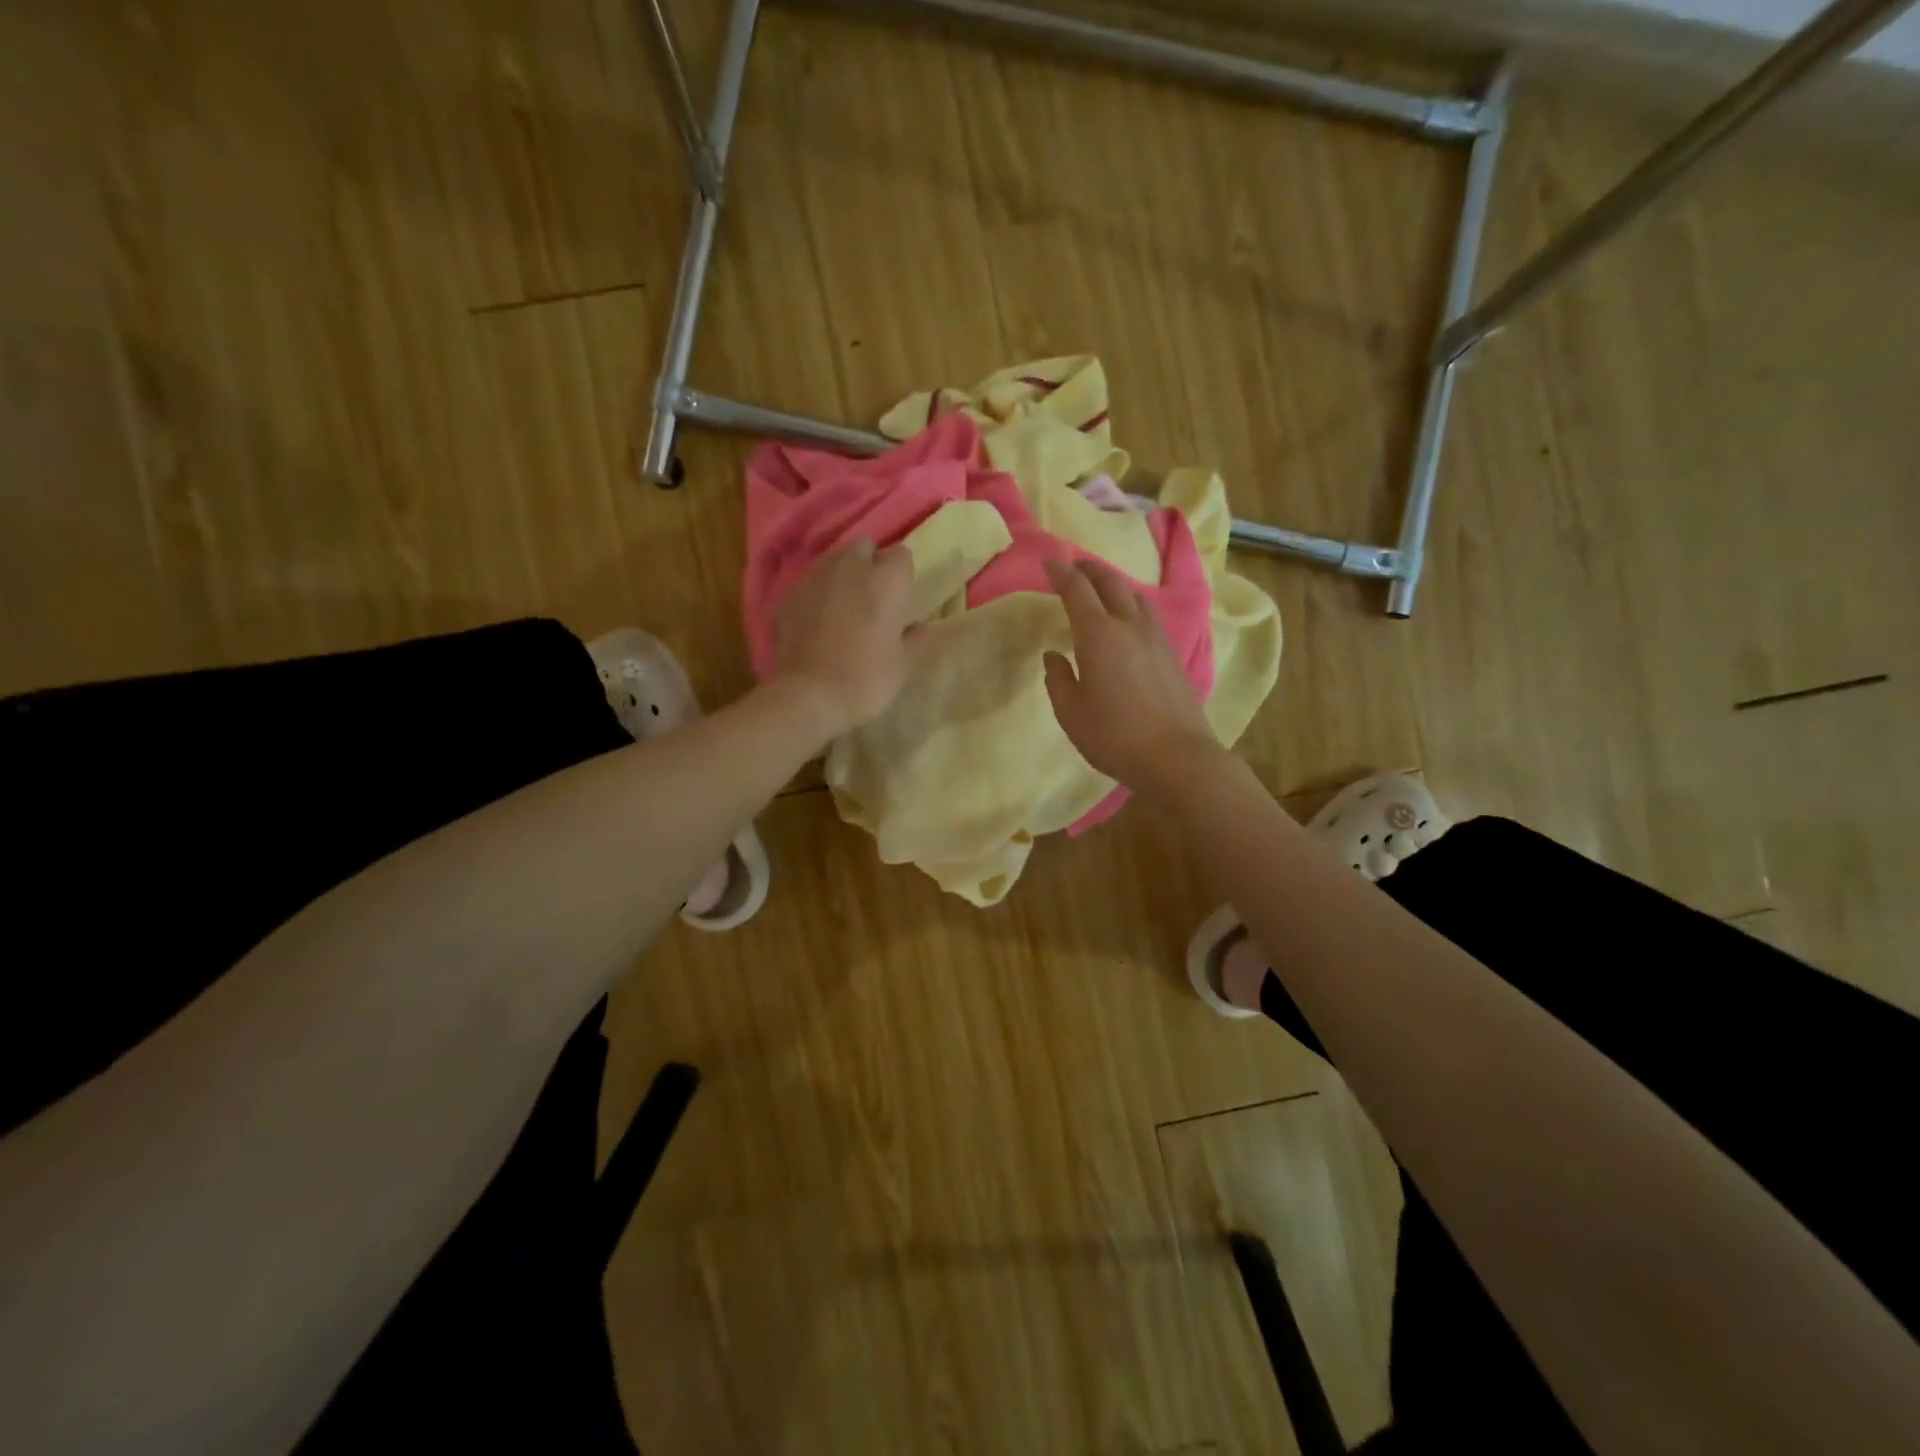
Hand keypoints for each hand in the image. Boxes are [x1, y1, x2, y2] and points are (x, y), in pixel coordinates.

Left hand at [772, 539, 919, 738]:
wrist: (809, 696)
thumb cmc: (866, 679)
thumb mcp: (904, 666)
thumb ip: (917, 640)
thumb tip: (921, 627)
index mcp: (886, 580)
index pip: (901, 555)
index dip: (901, 575)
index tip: (901, 598)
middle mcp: (850, 567)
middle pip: (864, 547)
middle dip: (870, 564)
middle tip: (873, 598)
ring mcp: (815, 578)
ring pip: (834, 561)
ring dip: (843, 576)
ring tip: (845, 606)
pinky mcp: (789, 596)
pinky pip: (811, 584)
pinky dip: (818, 594)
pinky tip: (819, 621)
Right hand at [1043, 556, 1223, 793]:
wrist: (1177, 757)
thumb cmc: (1115, 736)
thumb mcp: (1071, 713)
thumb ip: (1058, 680)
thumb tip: (1055, 656)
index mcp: (1098, 635)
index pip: (1077, 590)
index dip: (1061, 572)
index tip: (1048, 562)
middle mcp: (1129, 626)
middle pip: (1110, 582)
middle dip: (1089, 569)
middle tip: (1074, 567)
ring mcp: (1156, 638)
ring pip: (1135, 595)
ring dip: (1114, 584)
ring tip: (1101, 590)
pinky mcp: (1173, 654)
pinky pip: (1148, 615)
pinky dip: (1131, 605)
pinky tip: (1128, 620)